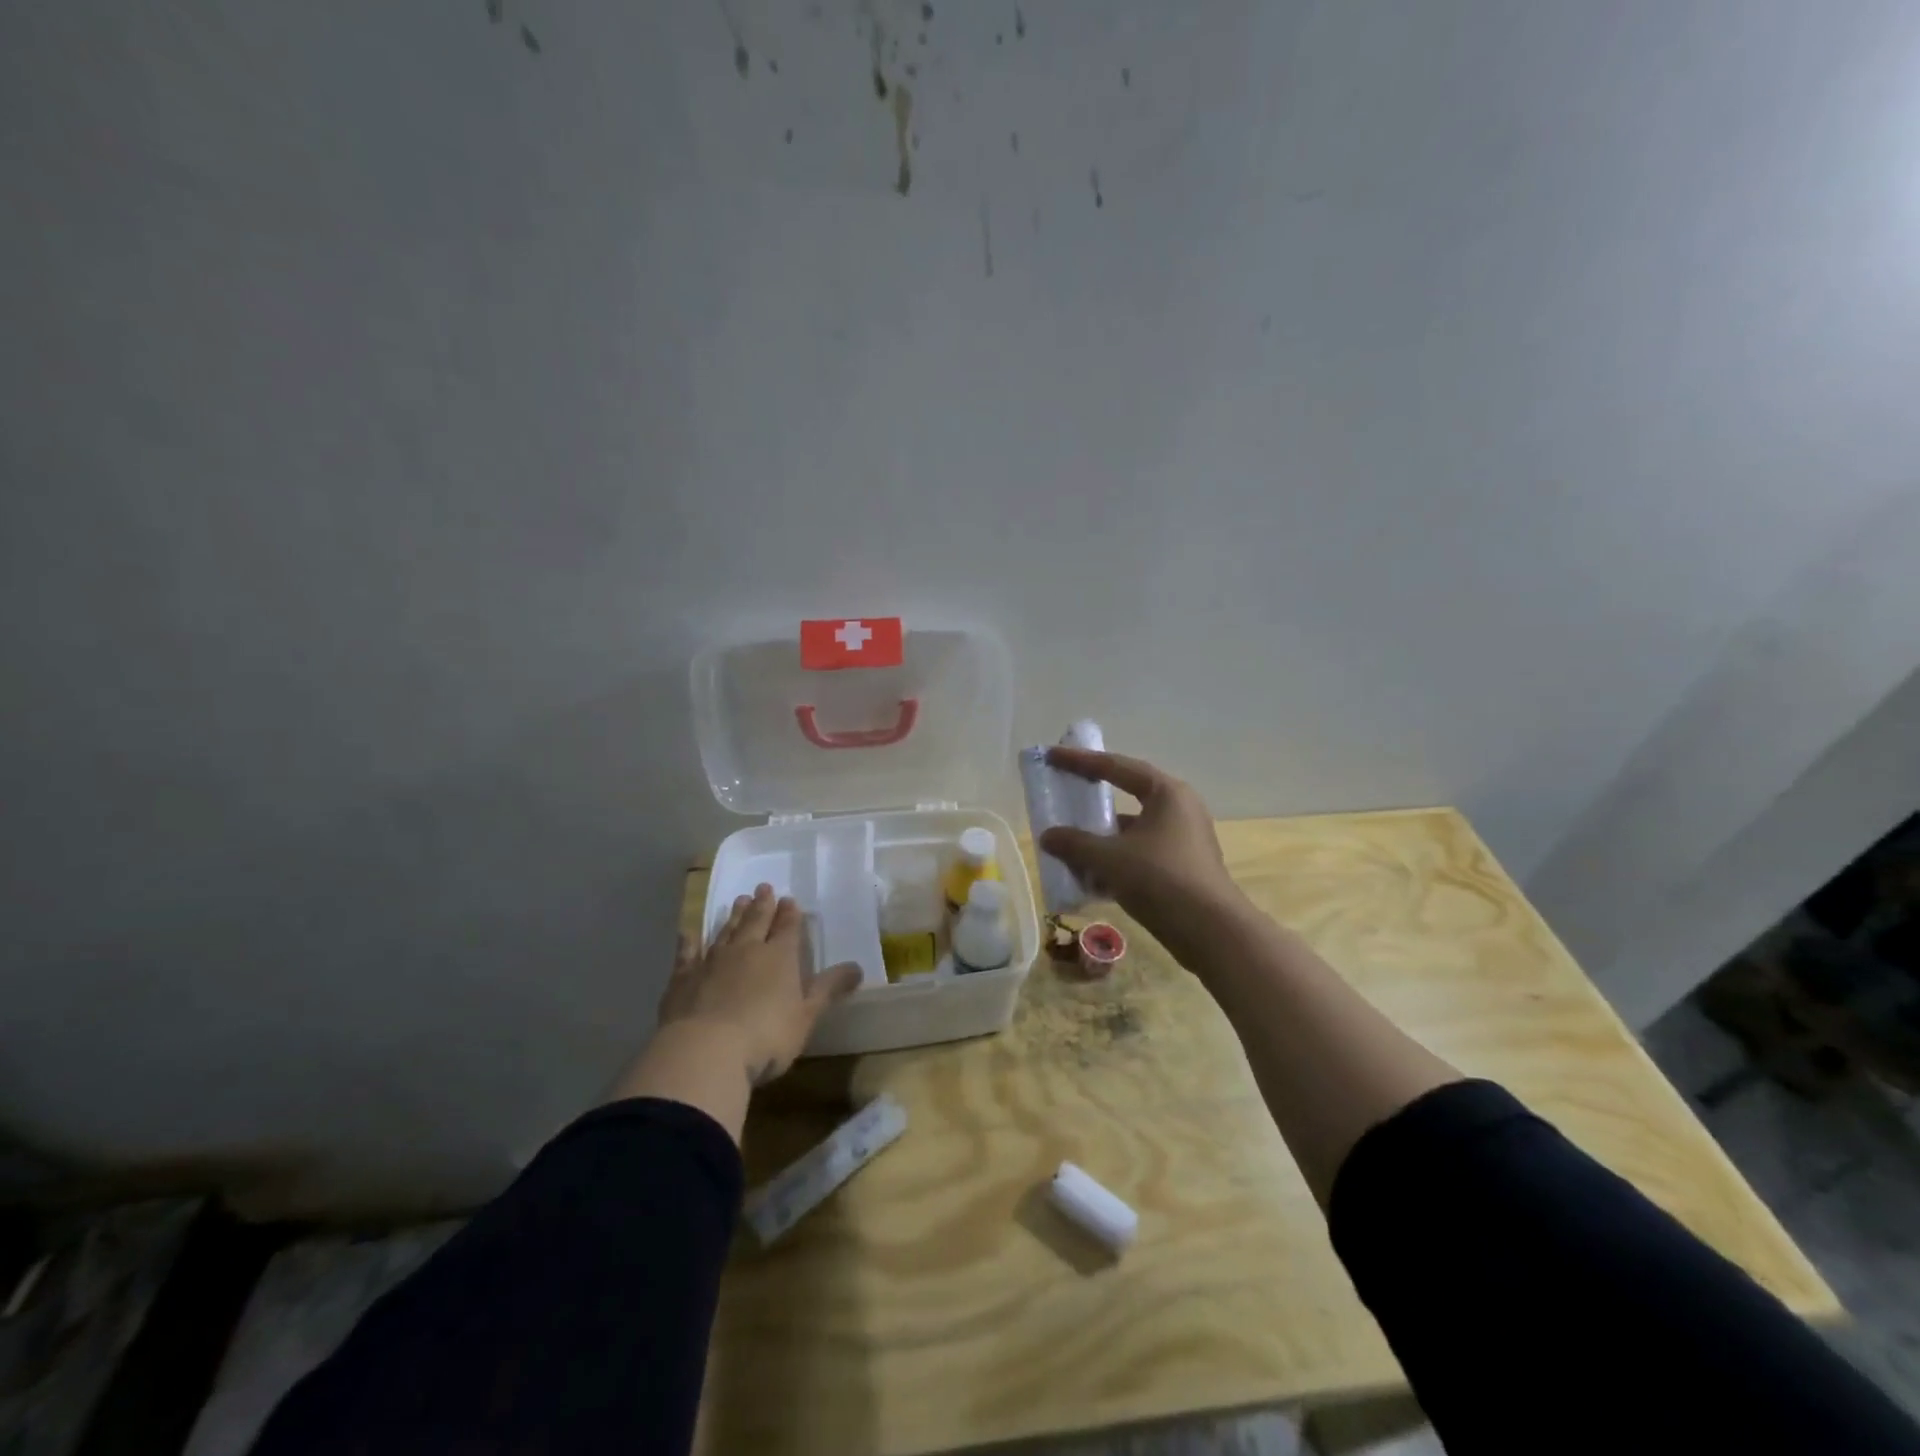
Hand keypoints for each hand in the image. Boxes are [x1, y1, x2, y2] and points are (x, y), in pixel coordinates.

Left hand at [658, 883, 861, 1086]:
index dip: (790, 914)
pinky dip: (688, 942)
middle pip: (756, 922)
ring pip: (725, 931)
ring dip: (733, 916)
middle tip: (764, 887)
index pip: (788, 928)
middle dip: (762, 905)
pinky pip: (687, 953)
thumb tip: (857, 967)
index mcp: (780, 957)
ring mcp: (712, 962)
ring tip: (739, 901)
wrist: (705, 1052)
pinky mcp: (682, 979)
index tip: (790, 900)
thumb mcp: (806, 1016)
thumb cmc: (766, 1036)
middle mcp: (746, 950)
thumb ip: (828, 989)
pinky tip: (687, 932)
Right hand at [1040, 747, 1247, 956]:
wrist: (1211, 933)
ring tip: (1069, 842)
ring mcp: (1183, 840)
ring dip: (1102, 836)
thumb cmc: (1161, 879)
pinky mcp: (1182, 868)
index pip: (1117, 767)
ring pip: (1133, 830)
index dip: (1080, 761)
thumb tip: (1047, 836)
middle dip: (1093, 799)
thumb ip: (1075, 843)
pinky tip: (1090, 876)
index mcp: (1166, 793)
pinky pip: (1140, 853)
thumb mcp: (1109, 858)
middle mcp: (1178, 809)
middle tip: (1064, 793)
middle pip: (1127, 795)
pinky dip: (1115, 859)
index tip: (1052, 756)